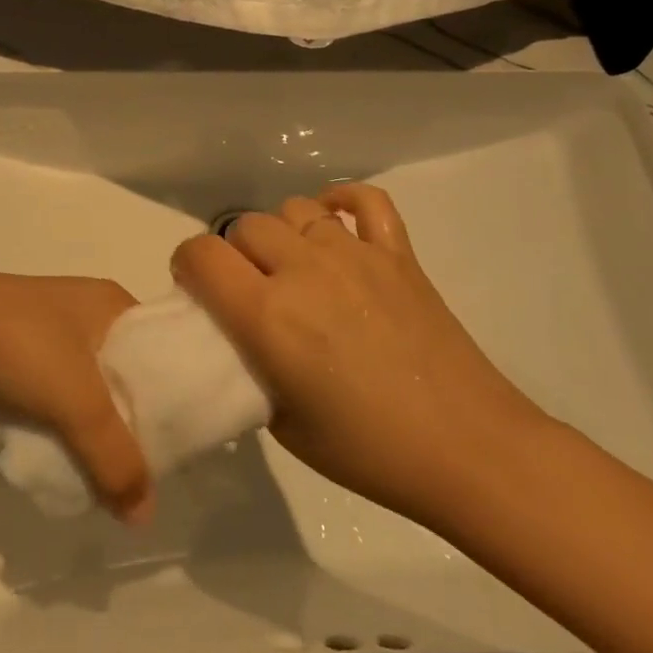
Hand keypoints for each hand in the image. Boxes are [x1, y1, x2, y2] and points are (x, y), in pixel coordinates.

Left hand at [0, 272, 153, 521]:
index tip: (175, 443)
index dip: (171, 398)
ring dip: (90, 420)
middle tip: (136, 463)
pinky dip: (59, 414)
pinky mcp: (21, 343)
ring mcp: (52, 323)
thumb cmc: (24, 346)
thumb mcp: (79, 404)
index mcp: (114, 302)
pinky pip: (55, 385)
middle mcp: (88, 307)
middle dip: (127, 418)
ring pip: (87, 382)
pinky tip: (57, 443)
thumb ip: (116, 460)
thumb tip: (144, 517)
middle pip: (124, 373)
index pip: (160, 353)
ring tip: (98, 462)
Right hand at [171, 184, 547, 530]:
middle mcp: (305, 270)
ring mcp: (355, 254)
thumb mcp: (280, 423)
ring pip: (293, 209)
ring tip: (293, 268)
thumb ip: (249, 366)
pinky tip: (334, 224)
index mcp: (268, 315)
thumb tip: (241, 336)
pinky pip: (365, 200)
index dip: (187, 265)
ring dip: (281, 234)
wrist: (465, 449)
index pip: (201, 254)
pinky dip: (342, 202)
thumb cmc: (367, 451)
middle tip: (249, 291)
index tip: (195, 288)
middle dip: (234, 254)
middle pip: (245, 226)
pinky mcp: (397, 253)